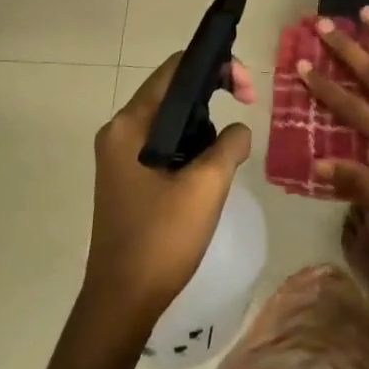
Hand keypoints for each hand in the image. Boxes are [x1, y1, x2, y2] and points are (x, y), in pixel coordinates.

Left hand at [84, 53, 255, 328]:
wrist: (122, 302)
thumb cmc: (161, 239)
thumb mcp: (207, 186)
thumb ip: (230, 143)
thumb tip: (238, 130)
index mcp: (130, 125)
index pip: (175, 69)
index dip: (215, 66)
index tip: (247, 90)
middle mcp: (120, 131)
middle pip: (172, 89)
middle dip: (213, 91)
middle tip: (248, 106)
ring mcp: (121, 155)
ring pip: (171, 117)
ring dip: (204, 120)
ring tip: (231, 141)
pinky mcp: (128, 176)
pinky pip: (165, 141)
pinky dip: (191, 142)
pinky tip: (211, 163)